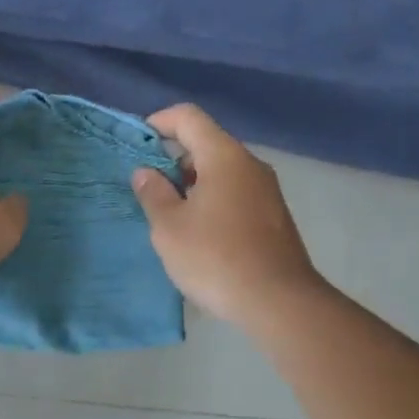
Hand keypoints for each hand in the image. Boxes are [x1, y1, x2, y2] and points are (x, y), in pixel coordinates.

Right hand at [131, 104, 322, 329]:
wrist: (280, 302)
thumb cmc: (216, 258)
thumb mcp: (169, 227)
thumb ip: (153, 193)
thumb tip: (146, 171)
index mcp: (224, 156)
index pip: (188, 117)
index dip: (159, 122)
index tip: (138, 145)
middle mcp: (250, 164)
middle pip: (206, 143)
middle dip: (174, 159)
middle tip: (150, 189)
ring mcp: (267, 190)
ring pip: (222, 170)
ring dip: (193, 184)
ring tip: (172, 216)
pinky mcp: (274, 215)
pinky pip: (236, 192)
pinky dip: (213, 200)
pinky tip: (201, 234)